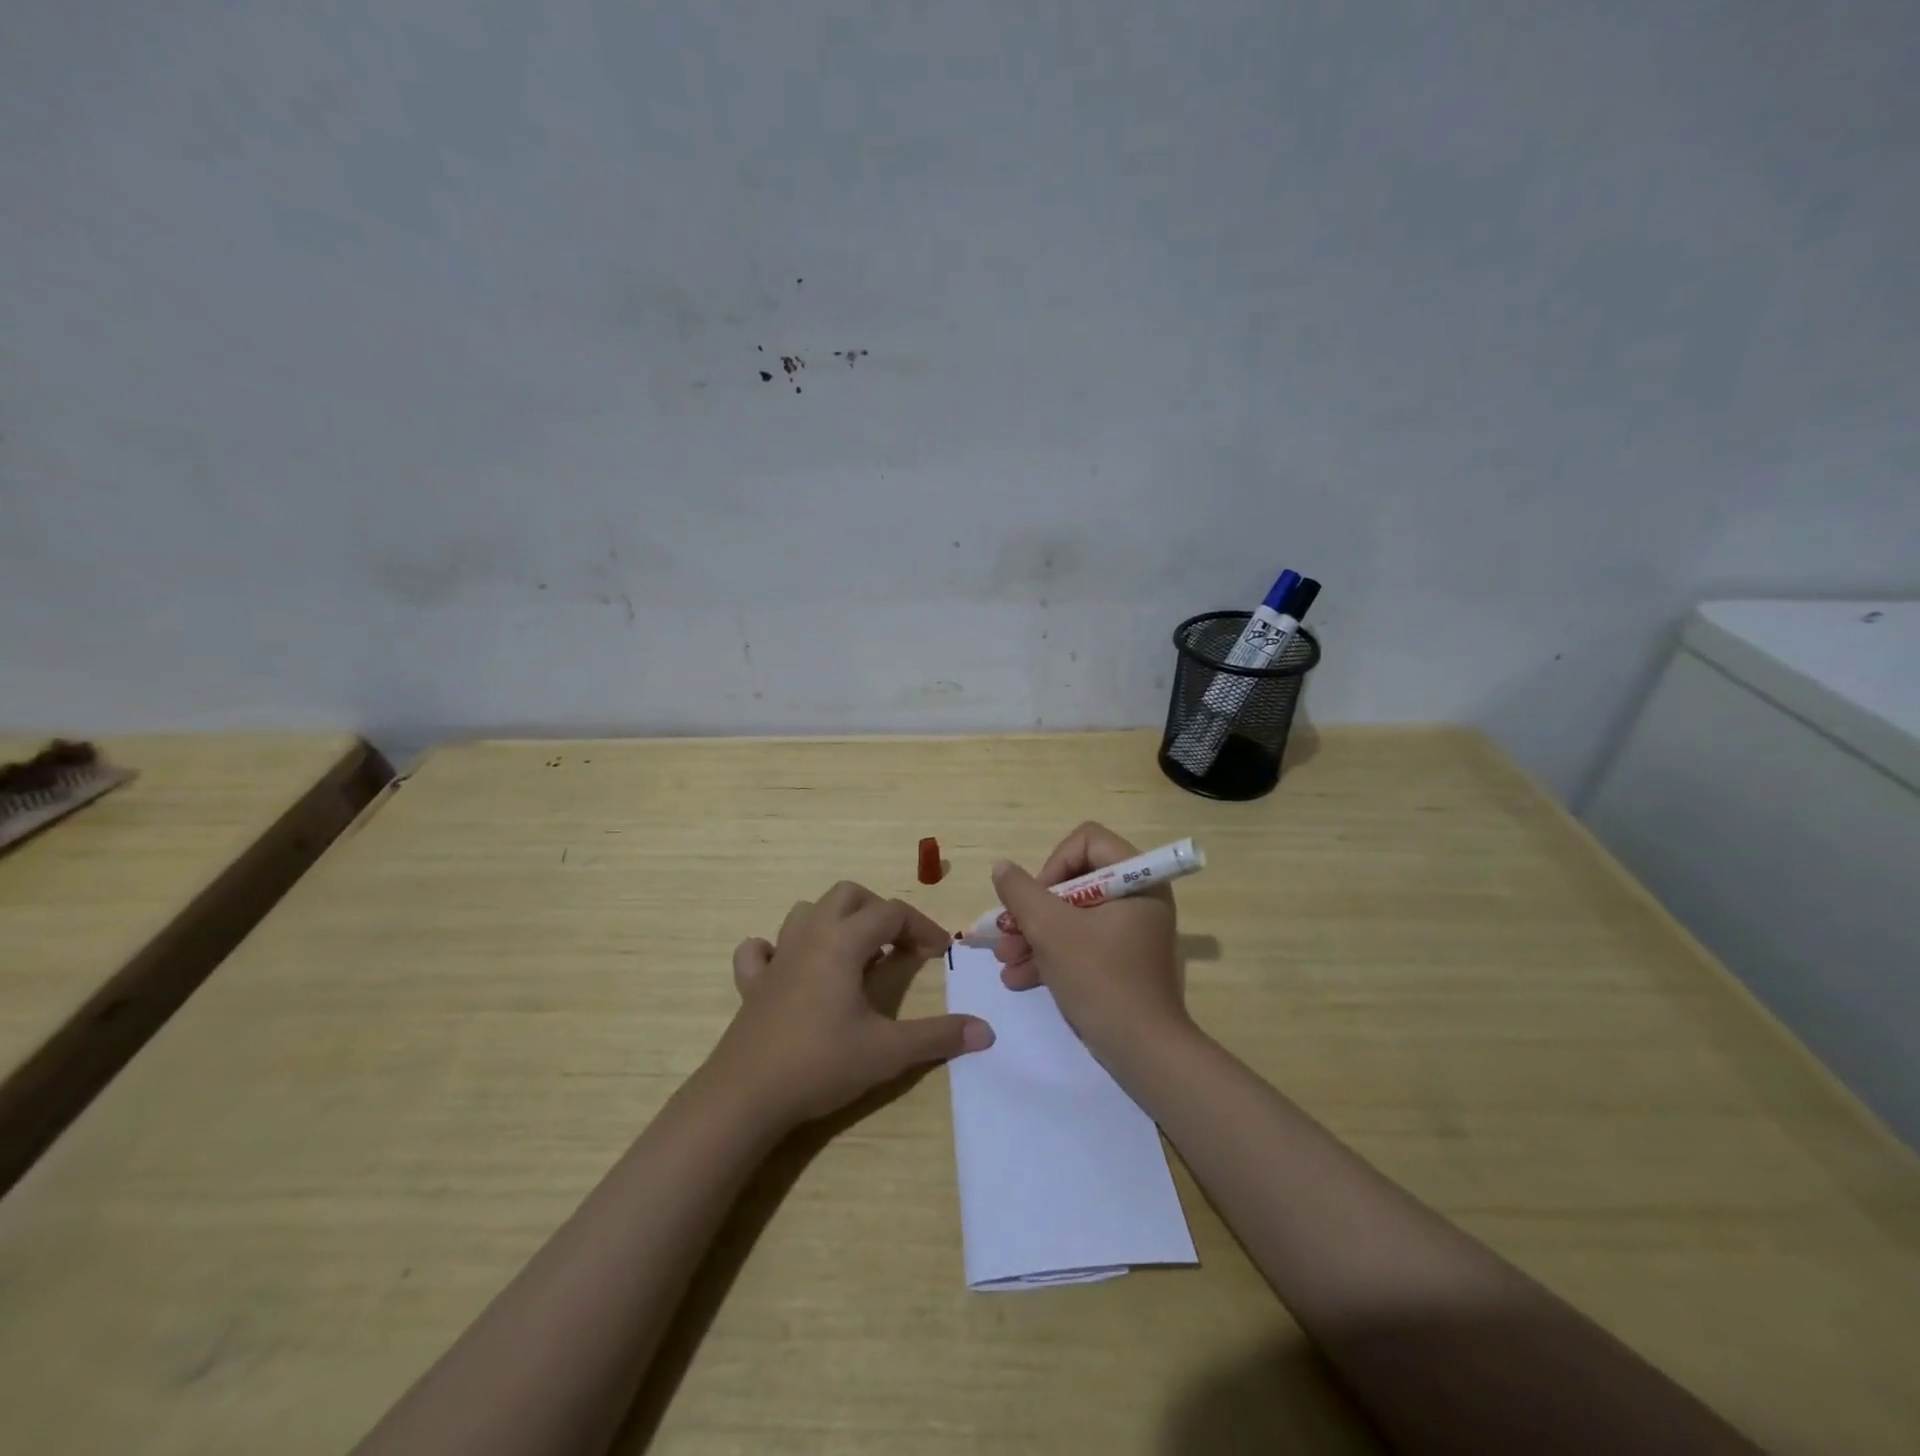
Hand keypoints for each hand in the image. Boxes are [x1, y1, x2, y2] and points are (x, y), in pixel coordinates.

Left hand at [709, 881, 994, 1129]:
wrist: (746, 1096)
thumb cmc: (821, 1064)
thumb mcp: (888, 1051)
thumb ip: (938, 1037)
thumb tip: (986, 1031)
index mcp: (843, 942)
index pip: (891, 913)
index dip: (921, 926)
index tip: (940, 951)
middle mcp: (810, 936)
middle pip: (847, 895)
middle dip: (878, 910)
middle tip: (897, 944)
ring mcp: (776, 957)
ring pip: (805, 912)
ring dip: (834, 921)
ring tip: (854, 954)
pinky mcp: (751, 984)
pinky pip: (759, 950)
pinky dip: (776, 949)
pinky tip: (790, 969)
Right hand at [991, 822, 1191, 1069]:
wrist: (1142, 1052)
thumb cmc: (1100, 978)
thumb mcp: (1051, 930)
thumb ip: (1021, 892)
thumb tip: (1002, 867)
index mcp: (1136, 879)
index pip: (1086, 841)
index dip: (1053, 865)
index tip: (1036, 900)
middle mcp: (1138, 898)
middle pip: (1074, 881)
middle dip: (1033, 910)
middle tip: (1007, 933)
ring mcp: (1130, 932)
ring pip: (1072, 916)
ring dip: (1034, 935)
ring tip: (1004, 960)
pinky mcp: (1121, 961)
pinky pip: (1081, 943)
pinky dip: (1050, 956)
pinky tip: (1017, 978)